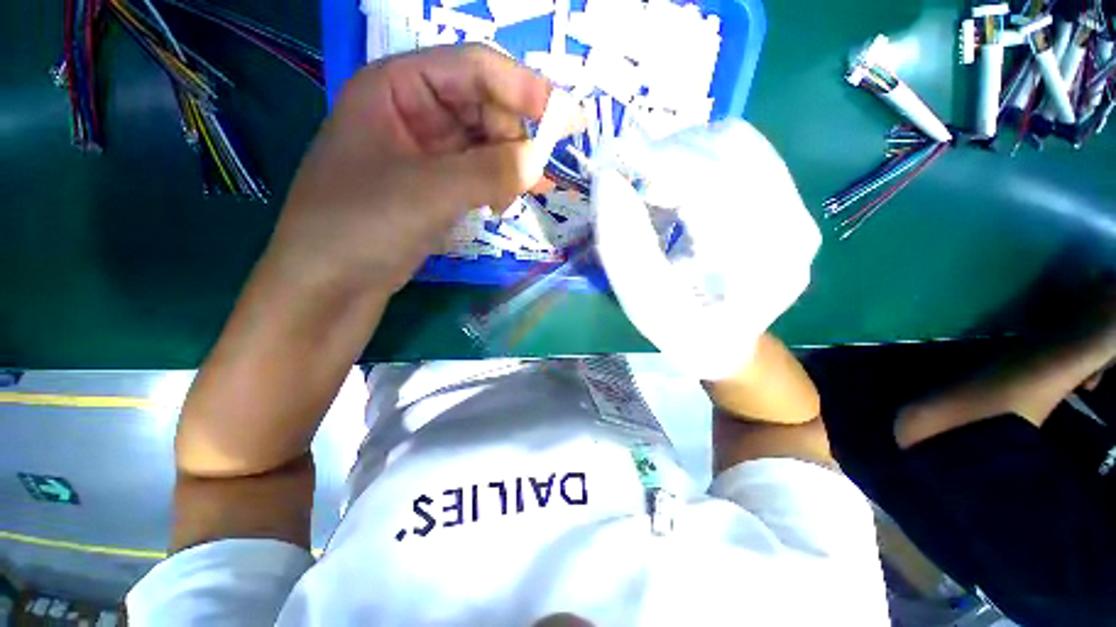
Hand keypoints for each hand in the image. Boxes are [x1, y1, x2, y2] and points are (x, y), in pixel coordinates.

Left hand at [266, 44, 552, 294]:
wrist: (330, 286)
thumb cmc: (361, 226)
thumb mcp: (428, 192)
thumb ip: (490, 171)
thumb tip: (540, 162)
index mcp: (396, 87)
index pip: (473, 68)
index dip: (522, 87)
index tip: (564, 117)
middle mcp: (412, 112)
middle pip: (483, 105)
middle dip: (515, 137)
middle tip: (537, 175)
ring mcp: (425, 153)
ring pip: (485, 143)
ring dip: (510, 166)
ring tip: (524, 195)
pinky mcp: (435, 187)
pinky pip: (478, 174)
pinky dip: (498, 186)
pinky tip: (505, 205)